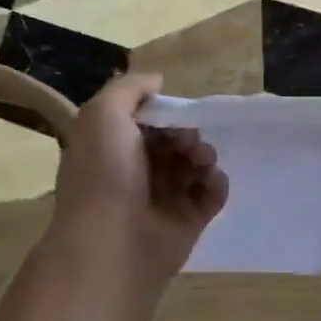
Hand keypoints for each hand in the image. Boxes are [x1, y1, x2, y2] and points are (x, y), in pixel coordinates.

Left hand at [43, 73, 228, 294]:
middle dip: (188, 133)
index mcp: (114, 148)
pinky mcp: (191, 220)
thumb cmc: (104, 173)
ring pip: (197, 164)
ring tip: (199, 162)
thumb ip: (130, 88)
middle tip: (186, 142)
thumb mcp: (103, 114)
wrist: (113, 240)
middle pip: (177, 140)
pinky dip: (216, 182)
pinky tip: (209, 181)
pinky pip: (214, 192)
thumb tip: (158, 80)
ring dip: (204, 155)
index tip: (172, 113)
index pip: (148, 122)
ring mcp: (167, 197)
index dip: (164, 113)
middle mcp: (139, 171)